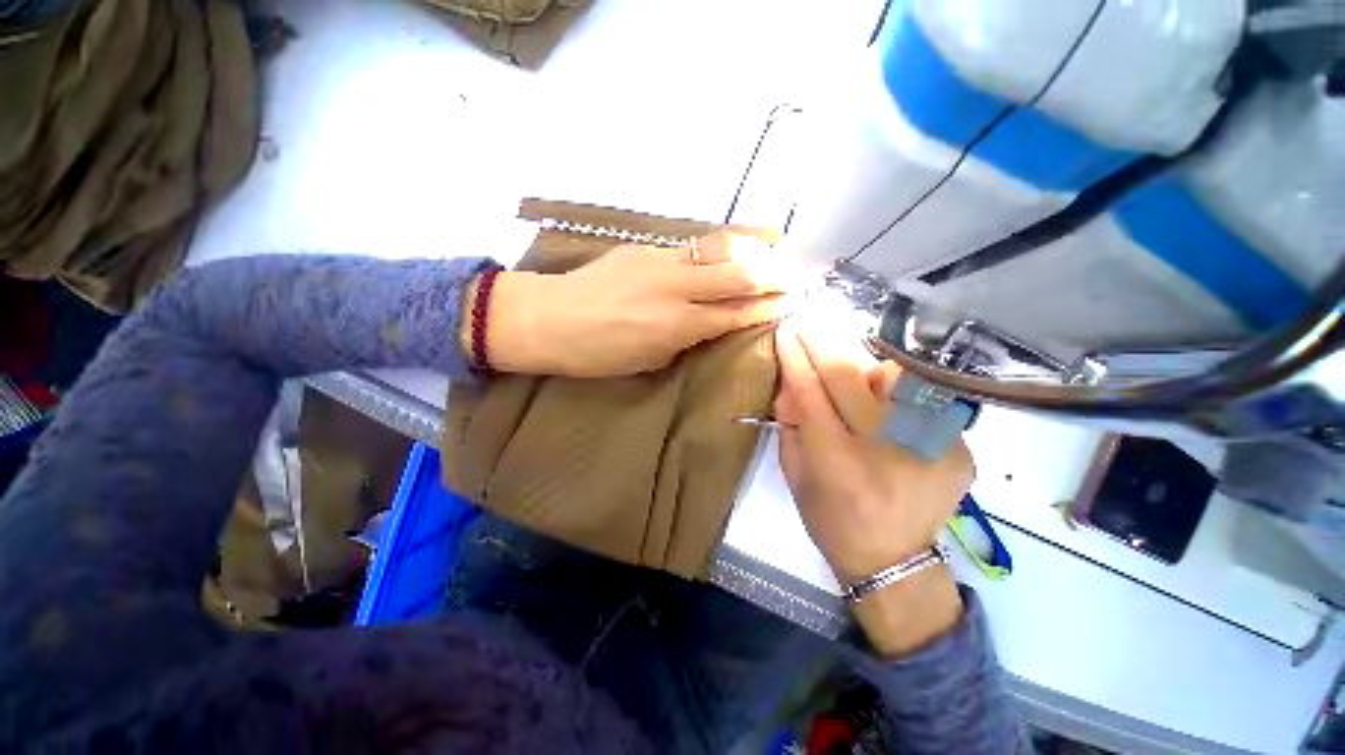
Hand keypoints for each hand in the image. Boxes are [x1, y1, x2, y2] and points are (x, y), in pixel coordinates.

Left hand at [481, 233, 788, 377]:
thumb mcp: (649, 359)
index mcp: (677, 326)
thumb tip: (711, 322)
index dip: (766, 308)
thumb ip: (686, 338)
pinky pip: (692, 246)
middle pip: (738, 274)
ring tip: (774, 249)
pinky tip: (729, 249)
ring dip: (751, 251)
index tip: (790, 304)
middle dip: (771, 275)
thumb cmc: (597, 353)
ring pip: (719, 249)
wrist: (548, 317)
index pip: (736, 313)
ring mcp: (661, 261)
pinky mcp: (645, 247)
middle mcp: (676, 288)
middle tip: (793, 276)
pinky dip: (719, 248)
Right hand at [774, 319, 972, 655]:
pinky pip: (920, 398)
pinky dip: (895, 390)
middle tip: (809, 316)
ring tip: (848, 363)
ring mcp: (931, 447)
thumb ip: (791, 423)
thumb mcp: (795, 474)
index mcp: (838, 466)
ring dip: (864, 361)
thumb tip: (792, 376)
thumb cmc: (832, 520)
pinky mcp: (959, 448)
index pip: (811, 393)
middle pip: (851, 376)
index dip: (795, 357)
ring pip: (893, 377)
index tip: (786, 330)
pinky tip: (883, 399)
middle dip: (824, 339)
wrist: (895, 560)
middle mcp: (886, 452)